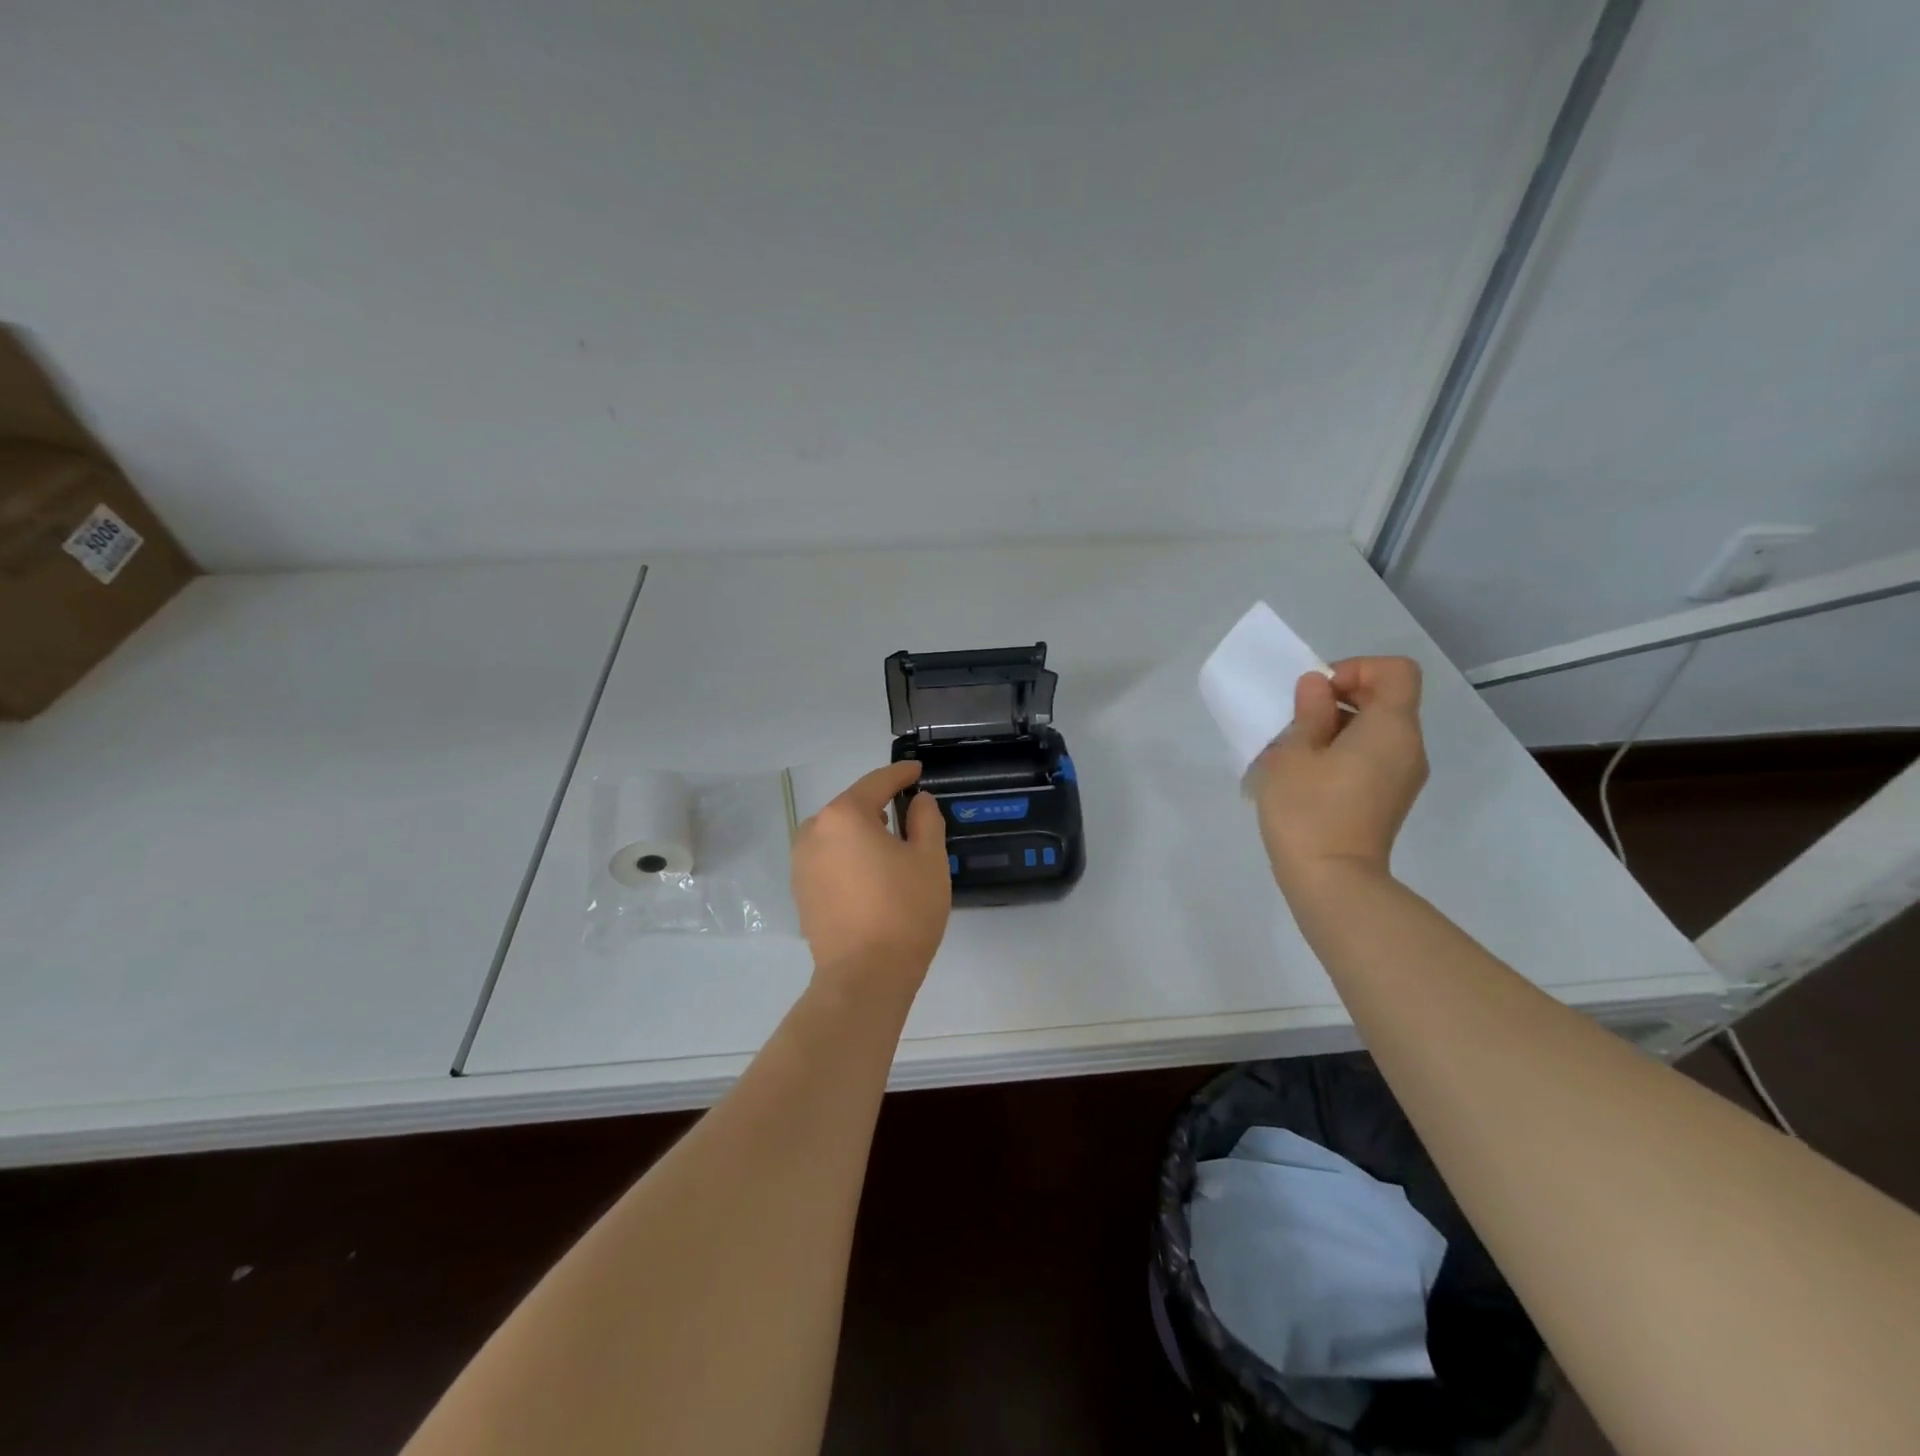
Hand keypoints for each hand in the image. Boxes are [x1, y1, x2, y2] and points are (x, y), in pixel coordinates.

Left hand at [792, 761, 952, 996]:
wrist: (864, 977)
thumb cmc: (903, 911)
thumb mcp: (929, 859)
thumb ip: (925, 819)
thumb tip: (918, 801)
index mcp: (844, 816)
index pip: (877, 783)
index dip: (901, 774)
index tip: (917, 771)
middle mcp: (814, 831)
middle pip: (853, 807)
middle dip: (880, 806)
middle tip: (909, 814)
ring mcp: (801, 863)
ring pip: (838, 833)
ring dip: (862, 832)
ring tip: (890, 845)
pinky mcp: (800, 890)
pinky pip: (828, 858)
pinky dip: (849, 856)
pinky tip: (869, 874)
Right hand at [1249, 656, 1429, 891]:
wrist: (1331, 881)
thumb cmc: (1308, 810)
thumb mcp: (1294, 753)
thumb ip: (1309, 712)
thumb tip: (1317, 687)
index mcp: (1391, 728)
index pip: (1395, 671)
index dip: (1356, 668)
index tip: (1318, 692)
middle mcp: (1408, 747)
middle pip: (1387, 699)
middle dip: (1341, 697)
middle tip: (1298, 719)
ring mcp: (1404, 777)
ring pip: (1378, 730)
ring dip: (1339, 727)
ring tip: (1298, 750)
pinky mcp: (1390, 799)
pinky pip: (1374, 757)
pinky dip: (1345, 752)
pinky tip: (1309, 776)